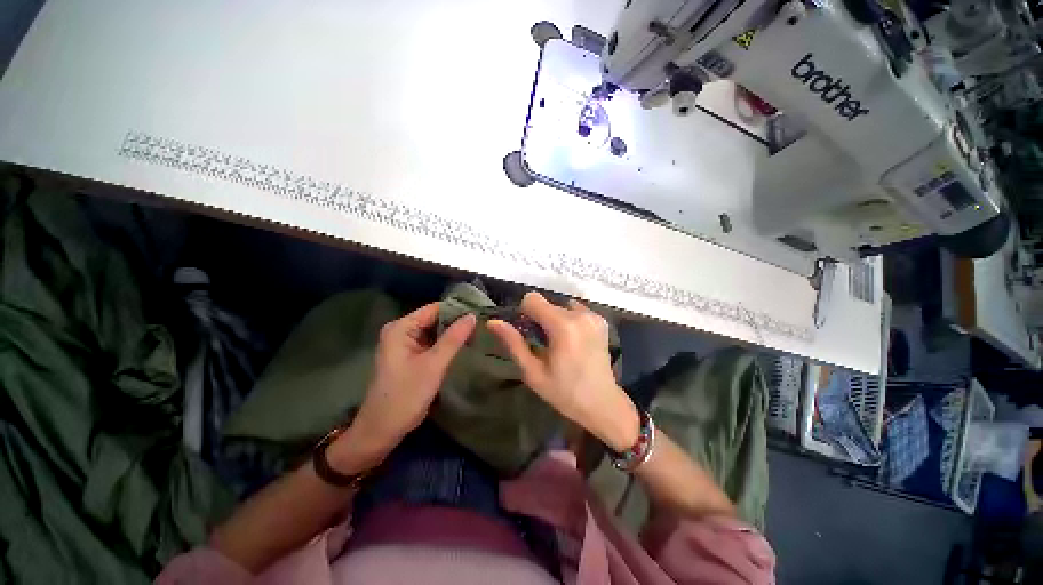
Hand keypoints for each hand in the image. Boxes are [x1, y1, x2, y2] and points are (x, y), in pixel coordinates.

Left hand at [333, 303, 475, 470]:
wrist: (382, 430)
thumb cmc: (405, 396)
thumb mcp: (433, 365)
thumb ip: (453, 338)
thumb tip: (473, 316)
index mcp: (401, 328)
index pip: (434, 309)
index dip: (457, 310)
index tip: (481, 313)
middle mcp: (401, 331)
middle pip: (434, 319)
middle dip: (456, 322)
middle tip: (482, 326)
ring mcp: (405, 344)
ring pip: (434, 332)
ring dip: (453, 334)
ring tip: (478, 334)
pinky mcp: (410, 357)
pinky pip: (431, 344)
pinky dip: (446, 345)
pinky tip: (464, 346)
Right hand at [488, 292, 638, 451]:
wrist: (602, 403)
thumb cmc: (564, 392)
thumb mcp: (533, 372)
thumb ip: (514, 344)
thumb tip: (493, 322)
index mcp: (563, 326)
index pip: (532, 299)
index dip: (524, 313)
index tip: (527, 332)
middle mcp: (580, 314)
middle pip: (547, 303)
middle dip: (539, 318)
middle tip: (542, 344)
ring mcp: (593, 316)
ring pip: (560, 305)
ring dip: (554, 318)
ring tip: (559, 343)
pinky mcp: (601, 320)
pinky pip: (575, 310)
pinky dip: (568, 320)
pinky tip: (572, 340)